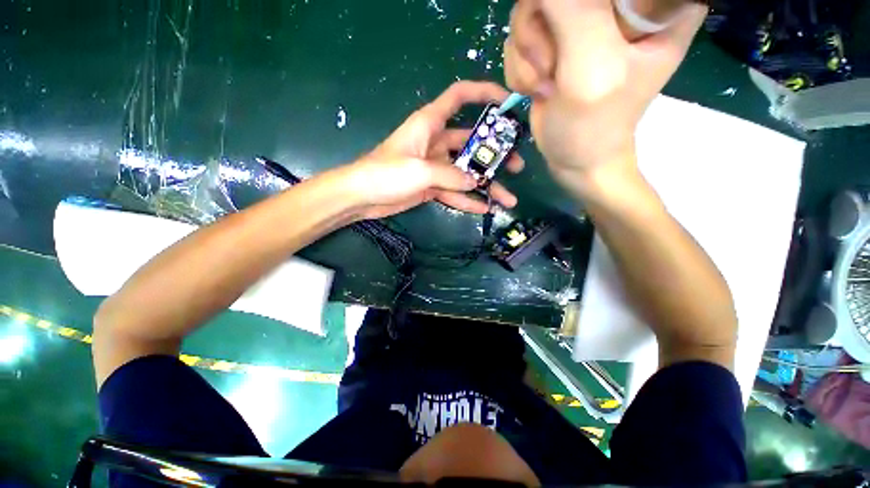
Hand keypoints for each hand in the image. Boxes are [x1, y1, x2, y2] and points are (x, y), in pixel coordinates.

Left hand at [341, 81, 523, 219]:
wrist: (359, 196)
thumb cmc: (385, 172)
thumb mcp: (420, 170)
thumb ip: (451, 175)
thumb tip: (475, 183)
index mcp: (431, 122)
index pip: (461, 95)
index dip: (485, 92)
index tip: (510, 102)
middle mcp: (437, 138)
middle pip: (474, 138)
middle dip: (497, 151)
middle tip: (518, 165)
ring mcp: (435, 162)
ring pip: (468, 168)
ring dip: (488, 182)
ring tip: (509, 198)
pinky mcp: (431, 183)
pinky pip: (455, 189)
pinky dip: (469, 198)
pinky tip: (486, 208)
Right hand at [503, 0, 705, 195]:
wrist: (576, 157)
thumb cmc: (598, 123)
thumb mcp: (593, 66)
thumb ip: (576, 13)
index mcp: (657, 20)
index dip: (615, 4)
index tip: (595, 27)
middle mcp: (624, 11)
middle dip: (545, 19)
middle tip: (553, 61)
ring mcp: (589, 19)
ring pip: (539, 2)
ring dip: (530, 42)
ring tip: (548, 80)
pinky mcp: (562, 29)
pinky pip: (527, 21)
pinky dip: (523, 52)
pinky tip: (540, 79)